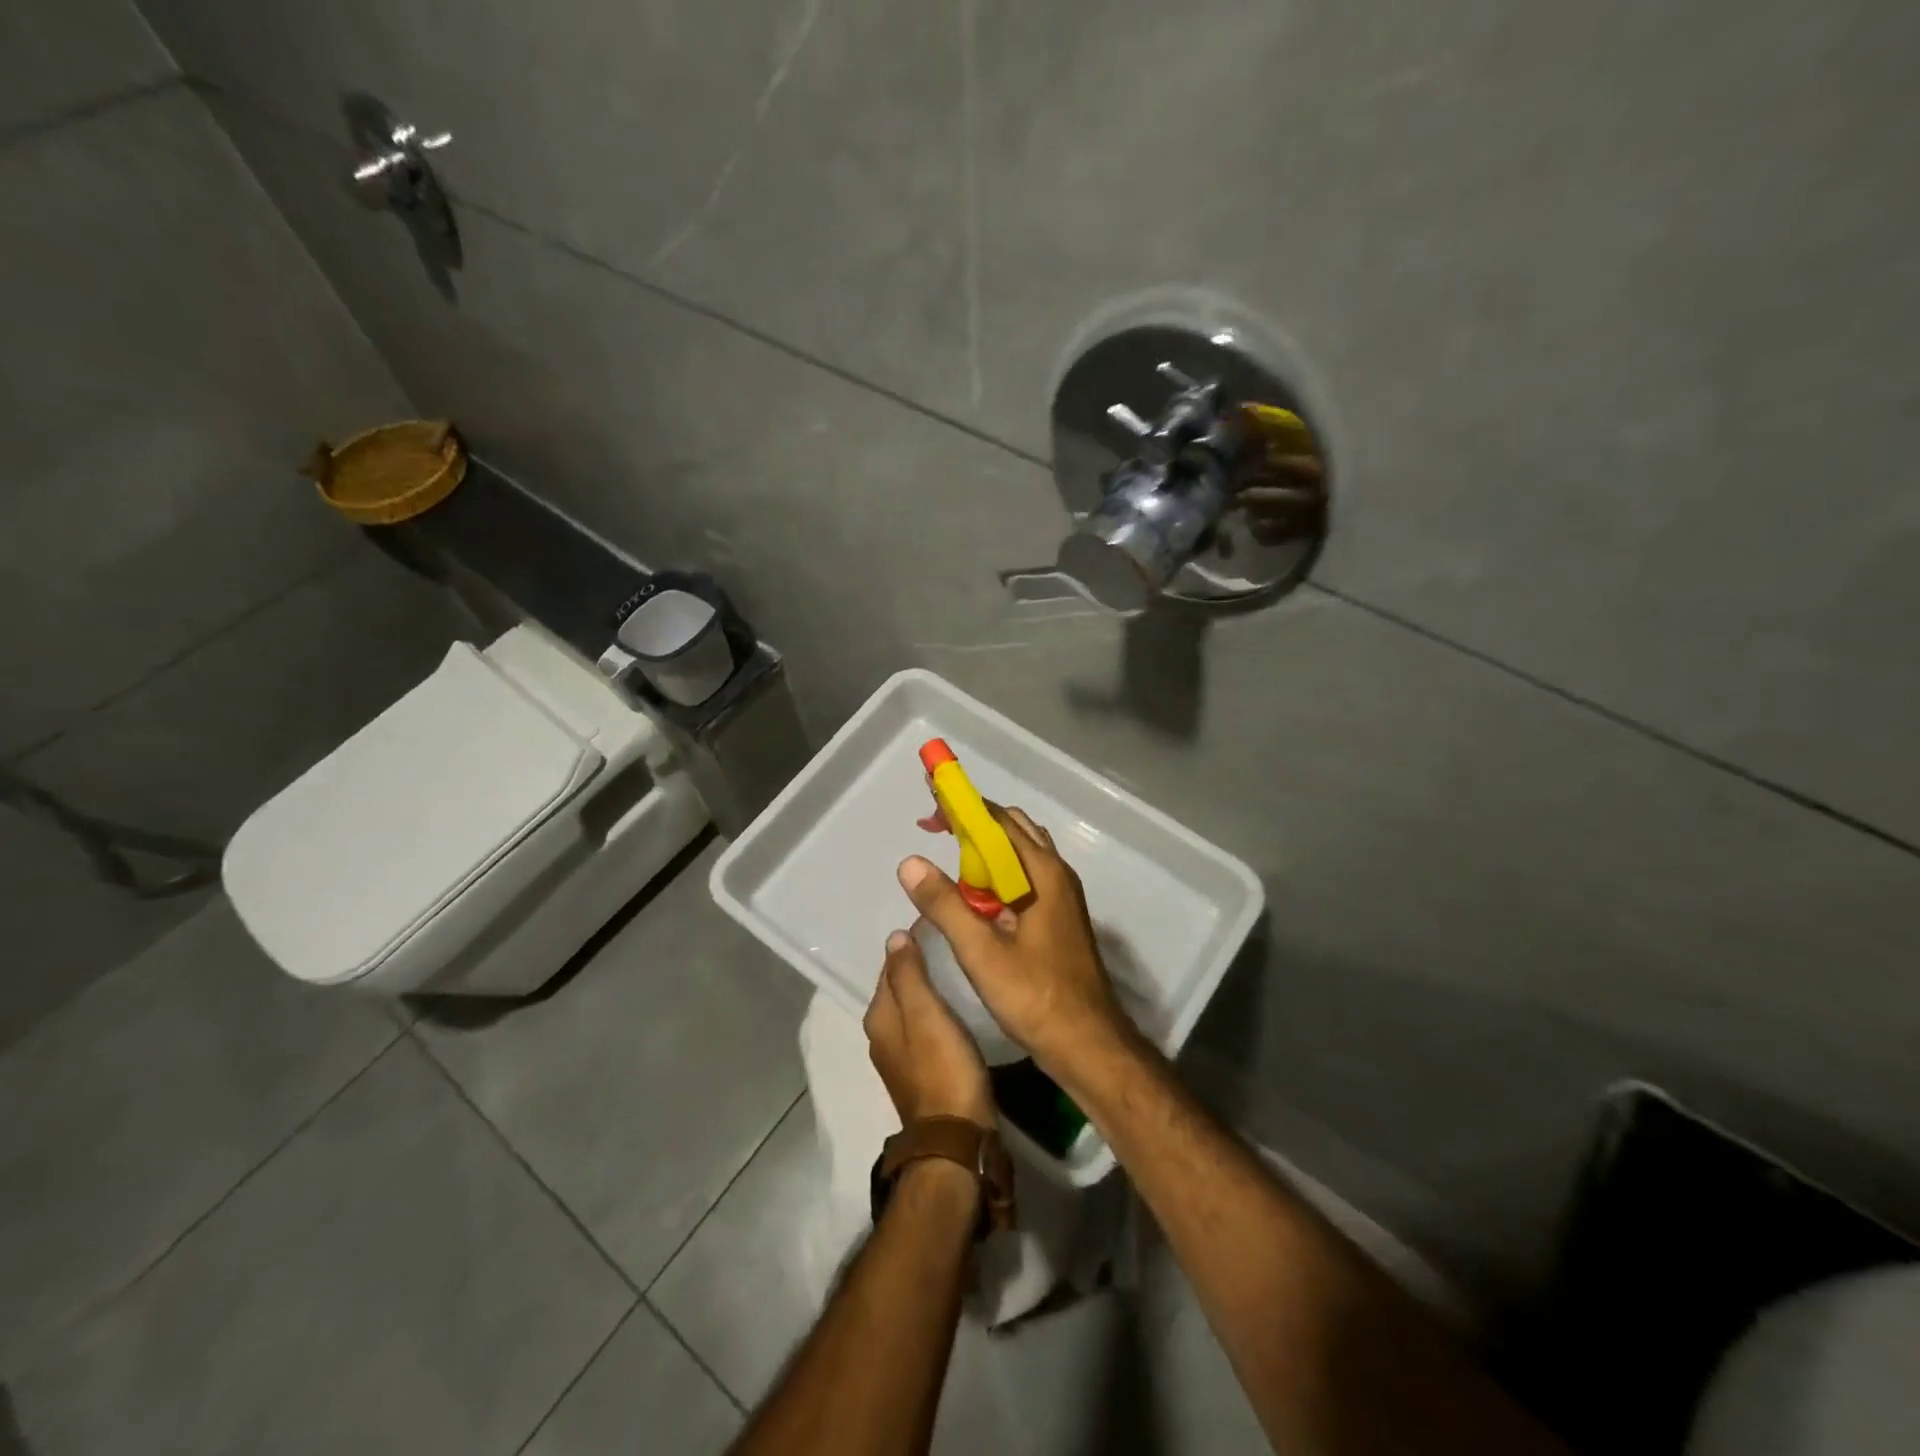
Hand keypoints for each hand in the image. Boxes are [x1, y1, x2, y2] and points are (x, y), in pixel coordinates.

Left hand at [863, 930, 994, 1126]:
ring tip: (960, 970)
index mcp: (879, 1017)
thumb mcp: (926, 1013)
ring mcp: (901, 1057)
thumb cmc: (943, 1068)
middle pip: (901, 988)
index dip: (912, 945)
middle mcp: (882, 1035)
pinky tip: (960, 1007)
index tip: (940, 927)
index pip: (890, 967)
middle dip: (921, 966)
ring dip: (931, 990)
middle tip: (953, 944)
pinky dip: (939, 1013)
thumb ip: (909, 974)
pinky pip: (926, 1028)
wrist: (957, 1138)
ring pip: (914, 1008)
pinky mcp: (923, 1072)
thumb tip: (894, 936)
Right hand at [896, 806, 1132, 1084]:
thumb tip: (910, 862)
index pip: (999, 820)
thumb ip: (945, 905)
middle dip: (973, 822)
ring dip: (985, 849)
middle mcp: (1056, 875)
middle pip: (1013, 831)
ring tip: (949, 853)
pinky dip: (996, 874)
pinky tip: (974, 895)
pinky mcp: (1058, 919)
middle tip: (935, 826)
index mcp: (1043, 873)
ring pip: (1019, 856)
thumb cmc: (1035, 996)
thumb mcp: (982, 952)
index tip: (931, 798)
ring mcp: (1061, 898)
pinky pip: (1024, 880)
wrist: (1088, 1044)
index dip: (964, 805)